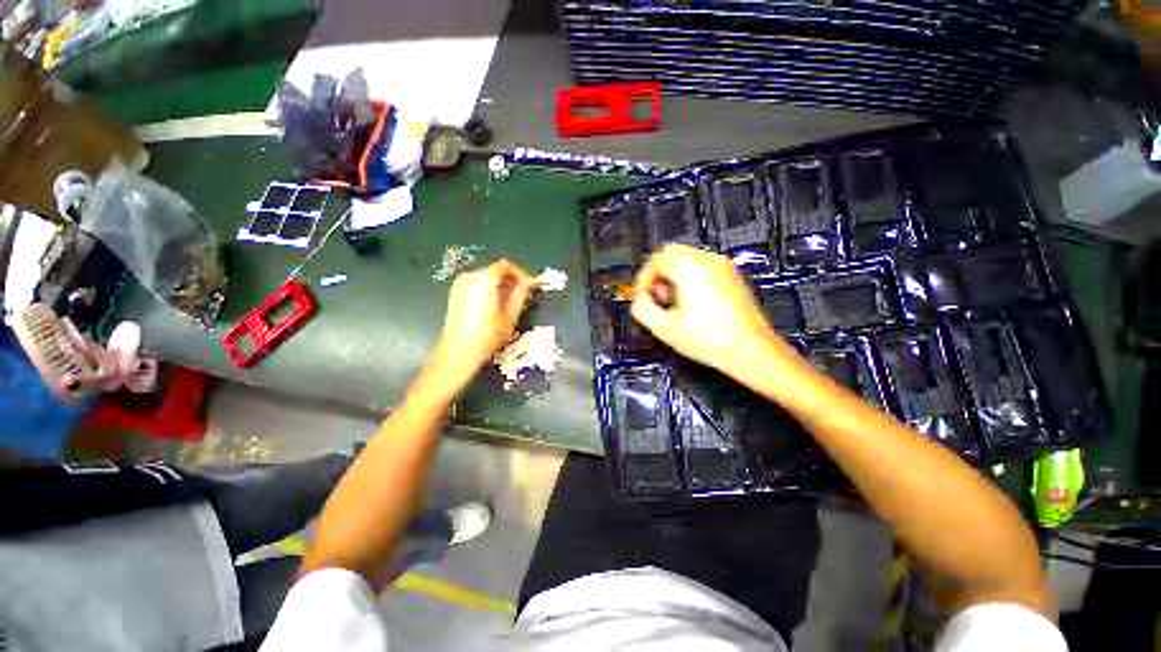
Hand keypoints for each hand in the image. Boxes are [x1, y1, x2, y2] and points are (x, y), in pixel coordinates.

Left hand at [432, 259, 533, 382]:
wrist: (458, 351)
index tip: (528, 287)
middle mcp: (471, 276)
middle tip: (521, 296)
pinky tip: (493, 307)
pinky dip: (487, 291)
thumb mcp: (511, 315)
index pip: (506, 266)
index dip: (520, 274)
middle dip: (510, 281)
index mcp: (485, 278)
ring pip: (486, 278)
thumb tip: (529, 284)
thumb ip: (521, 294)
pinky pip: (476, 285)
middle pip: (495, 271)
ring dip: (500, 286)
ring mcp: (460, 285)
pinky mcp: (455, 294)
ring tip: (509, 304)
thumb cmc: (487, 334)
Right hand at [631, 244, 791, 373]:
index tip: (642, 295)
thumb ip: (641, 308)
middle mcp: (707, 261)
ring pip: (686, 259)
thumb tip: (639, 299)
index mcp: (689, 268)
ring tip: (674, 303)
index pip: (656, 259)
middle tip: (657, 298)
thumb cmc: (711, 339)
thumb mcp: (663, 328)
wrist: (749, 349)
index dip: (643, 278)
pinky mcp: (730, 276)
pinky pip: (702, 267)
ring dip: (673, 276)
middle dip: (658, 275)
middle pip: (671, 254)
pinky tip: (691, 303)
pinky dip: (689, 278)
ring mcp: (722, 267)